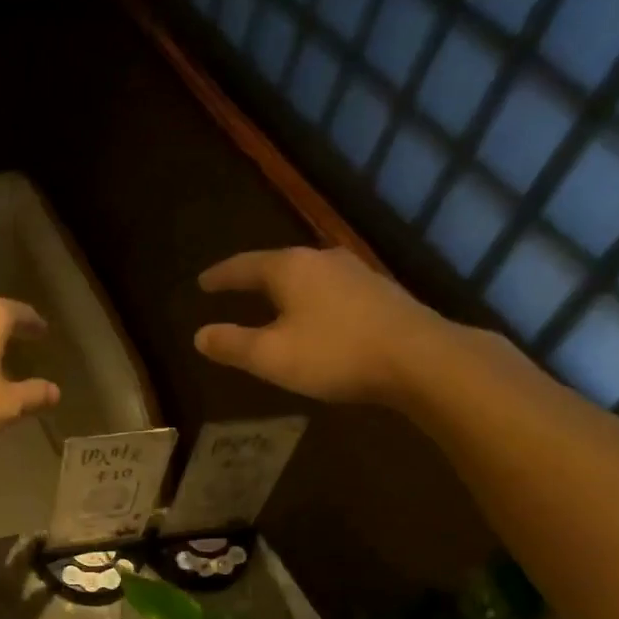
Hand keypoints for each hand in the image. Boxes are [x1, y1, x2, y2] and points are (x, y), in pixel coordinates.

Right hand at [193, 247, 449, 404]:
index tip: (202, 282)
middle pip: (278, 265)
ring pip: (307, 276)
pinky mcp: (379, 292)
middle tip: (233, 288)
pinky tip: (313, 316)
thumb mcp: (271, 356)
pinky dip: (310, 300)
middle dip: (253, 278)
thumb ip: (232, 345)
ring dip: (284, 289)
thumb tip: (199, 336)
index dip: (220, 277)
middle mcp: (322, 260)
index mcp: (290, 268)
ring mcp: (355, 273)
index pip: (244, 266)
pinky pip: (330, 290)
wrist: (419, 358)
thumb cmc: (335, 353)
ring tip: (270, 302)